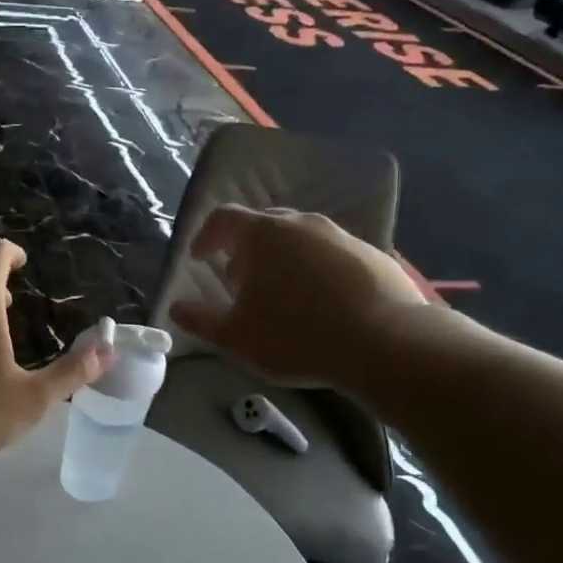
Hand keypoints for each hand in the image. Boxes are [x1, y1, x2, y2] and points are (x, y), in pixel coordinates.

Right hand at [169, 206, 427, 390]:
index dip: (206, 236)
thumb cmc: (297, 335)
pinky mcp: (372, 253)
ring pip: (299, 238)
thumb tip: (176, 308)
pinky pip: (331, 254)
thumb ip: (200, 320)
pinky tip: (321, 302)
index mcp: (262, 234)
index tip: (200, 259)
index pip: (223, 218)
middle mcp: (300, 223)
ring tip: (282, 294)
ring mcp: (340, 235)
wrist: (386, 343)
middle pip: (263, 225)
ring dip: (282, 258)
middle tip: (240, 281)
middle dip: (245, 249)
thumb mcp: (237, 336)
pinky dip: (316, 269)